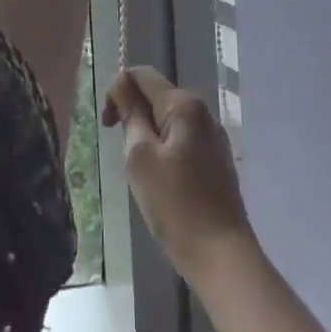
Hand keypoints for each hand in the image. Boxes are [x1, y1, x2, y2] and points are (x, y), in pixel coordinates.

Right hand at [102, 66, 253, 287]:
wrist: (221, 255)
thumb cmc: (175, 205)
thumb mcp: (140, 157)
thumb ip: (131, 115)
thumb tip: (123, 86)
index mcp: (184, 105)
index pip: (141, 75)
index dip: (118, 92)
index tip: (109, 127)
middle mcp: (202, 112)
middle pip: (155, 97)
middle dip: (133, 118)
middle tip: (127, 159)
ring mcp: (212, 137)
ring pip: (166, 122)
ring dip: (147, 139)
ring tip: (145, 176)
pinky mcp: (215, 161)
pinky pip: (180, 142)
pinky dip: (164, 154)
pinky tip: (163, 186)